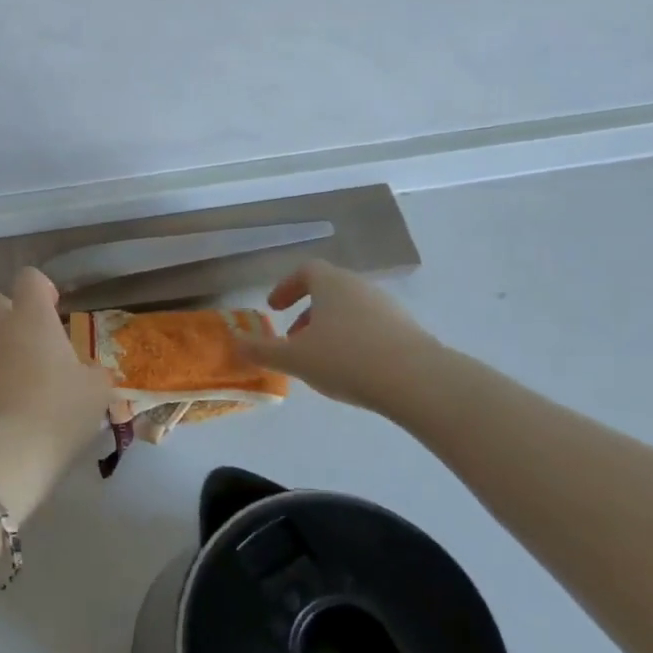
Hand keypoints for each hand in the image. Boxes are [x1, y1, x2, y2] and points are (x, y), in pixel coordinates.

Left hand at [0, 268, 113, 513]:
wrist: (5, 454)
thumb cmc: (58, 411)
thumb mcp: (96, 392)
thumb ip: (93, 374)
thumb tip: (90, 373)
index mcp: (31, 318)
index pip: (29, 278)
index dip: (42, 289)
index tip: (54, 310)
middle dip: (5, 312)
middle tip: (29, 341)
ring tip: (15, 381)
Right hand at [232, 260, 440, 417]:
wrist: (418, 381)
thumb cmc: (346, 359)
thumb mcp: (295, 358)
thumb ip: (262, 351)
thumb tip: (234, 343)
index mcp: (331, 283)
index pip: (306, 270)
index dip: (286, 287)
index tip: (274, 308)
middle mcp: (360, 287)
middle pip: (329, 290)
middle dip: (307, 313)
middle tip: (293, 339)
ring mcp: (388, 307)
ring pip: (351, 310)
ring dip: (331, 328)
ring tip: (321, 359)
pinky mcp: (409, 331)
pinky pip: (372, 328)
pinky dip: (355, 341)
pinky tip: (353, 371)